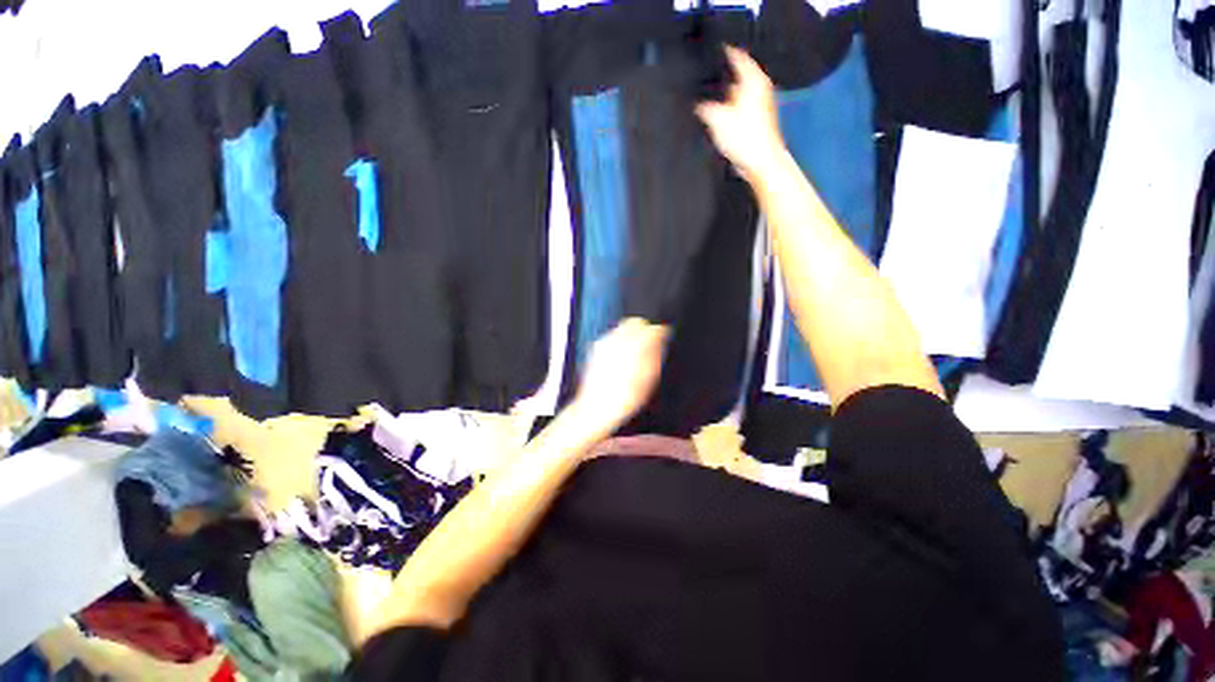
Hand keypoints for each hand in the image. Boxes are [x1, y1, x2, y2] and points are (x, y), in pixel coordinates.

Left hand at [571, 318, 668, 435]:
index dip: (662, 332)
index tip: (665, 337)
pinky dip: (621, 340)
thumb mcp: (649, 379)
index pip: (653, 328)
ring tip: (637, 351)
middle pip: (636, 322)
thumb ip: (656, 355)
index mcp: (635, 346)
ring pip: (623, 327)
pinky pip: (613, 336)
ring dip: (632, 334)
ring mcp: (605, 342)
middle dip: (645, 329)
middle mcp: (618, 339)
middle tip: (651, 341)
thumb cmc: (625, 397)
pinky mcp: (596, 348)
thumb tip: (660, 340)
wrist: (597, 407)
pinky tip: (623, 356)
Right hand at [696, 46, 786, 179]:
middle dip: (723, 75)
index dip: (725, 52)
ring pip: (738, 92)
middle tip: (705, 73)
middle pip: (739, 74)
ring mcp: (759, 105)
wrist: (761, 162)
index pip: (738, 56)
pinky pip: (739, 107)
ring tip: (706, 94)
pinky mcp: (756, 120)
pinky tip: (716, 114)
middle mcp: (759, 88)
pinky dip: (729, 107)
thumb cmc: (744, 137)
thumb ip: (705, 107)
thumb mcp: (717, 119)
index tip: (713, 49)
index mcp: (753, 80)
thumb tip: (697, 104)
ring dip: (724, 93)